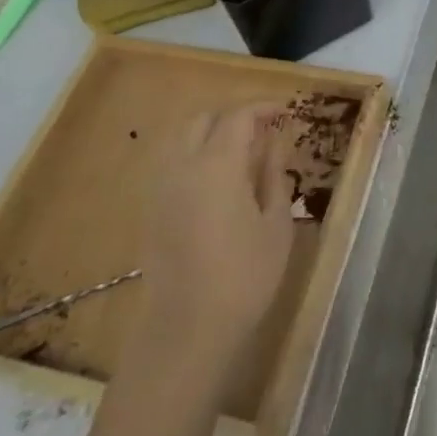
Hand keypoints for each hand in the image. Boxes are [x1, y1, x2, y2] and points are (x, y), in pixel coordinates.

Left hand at [136, 103, 295, 365]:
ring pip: (182, 140)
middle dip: (233, 117)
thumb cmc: (245, 276)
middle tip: (263, 132)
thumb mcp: (275, 225)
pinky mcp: (151, 210)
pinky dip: (195, 157)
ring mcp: (161, 187)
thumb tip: (275, 144)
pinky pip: (172, 164)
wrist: (187, 328)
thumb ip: (274, 176)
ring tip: (241, 155)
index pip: (239, 116)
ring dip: (211, 135)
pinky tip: (217, 182)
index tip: (285, 110)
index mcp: (217, 164)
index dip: (263, 107)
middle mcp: (182, 165)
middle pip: (203, 120)